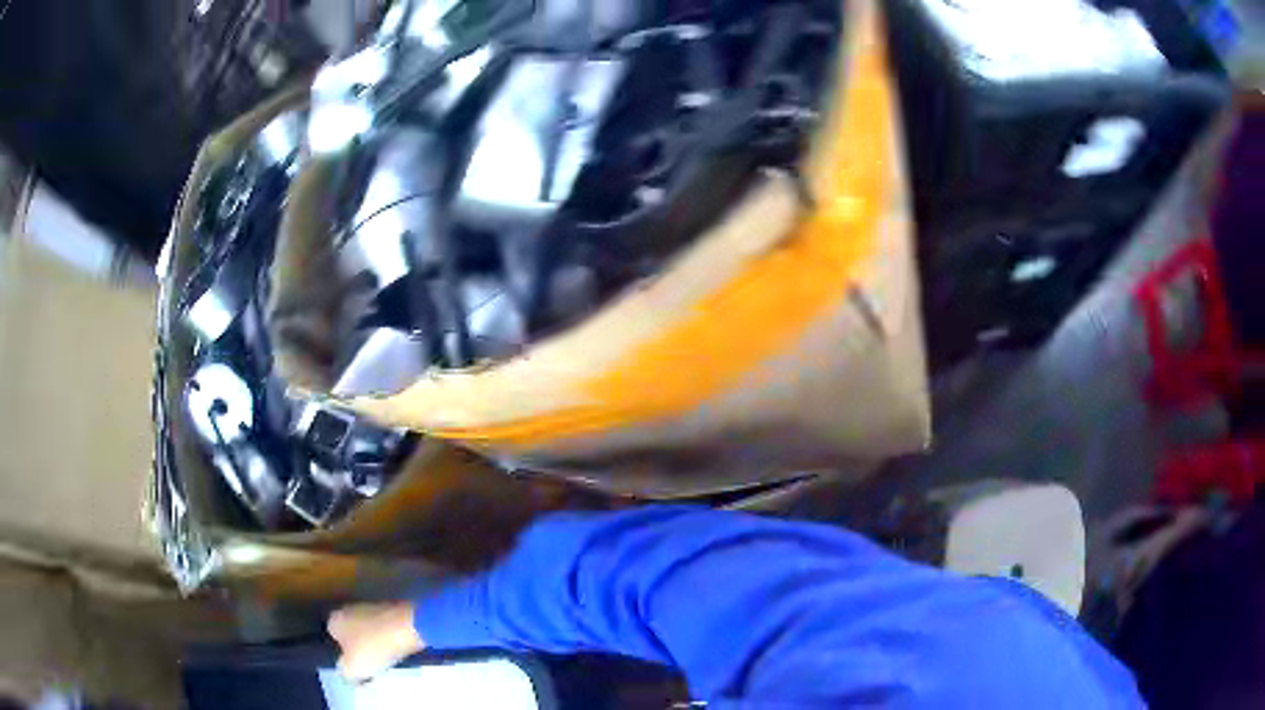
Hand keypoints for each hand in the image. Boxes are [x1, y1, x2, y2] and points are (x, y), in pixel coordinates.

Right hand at [328, 602, 425, 680]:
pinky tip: (398, 651)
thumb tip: (348, 673)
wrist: (409, 626)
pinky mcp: (391, 611)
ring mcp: (371, 607)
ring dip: (377, 647)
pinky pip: (386, 630)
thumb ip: (344, 673)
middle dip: (361, 651)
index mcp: (335, 619)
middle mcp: (349, 609)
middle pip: (352, 635)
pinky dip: (390, 640)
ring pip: (370, 633)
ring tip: (387, 662)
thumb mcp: (352, 668)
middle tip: (372, 668)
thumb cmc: (374, 646)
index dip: (344, 656)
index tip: (357, 670)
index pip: (333, 639)